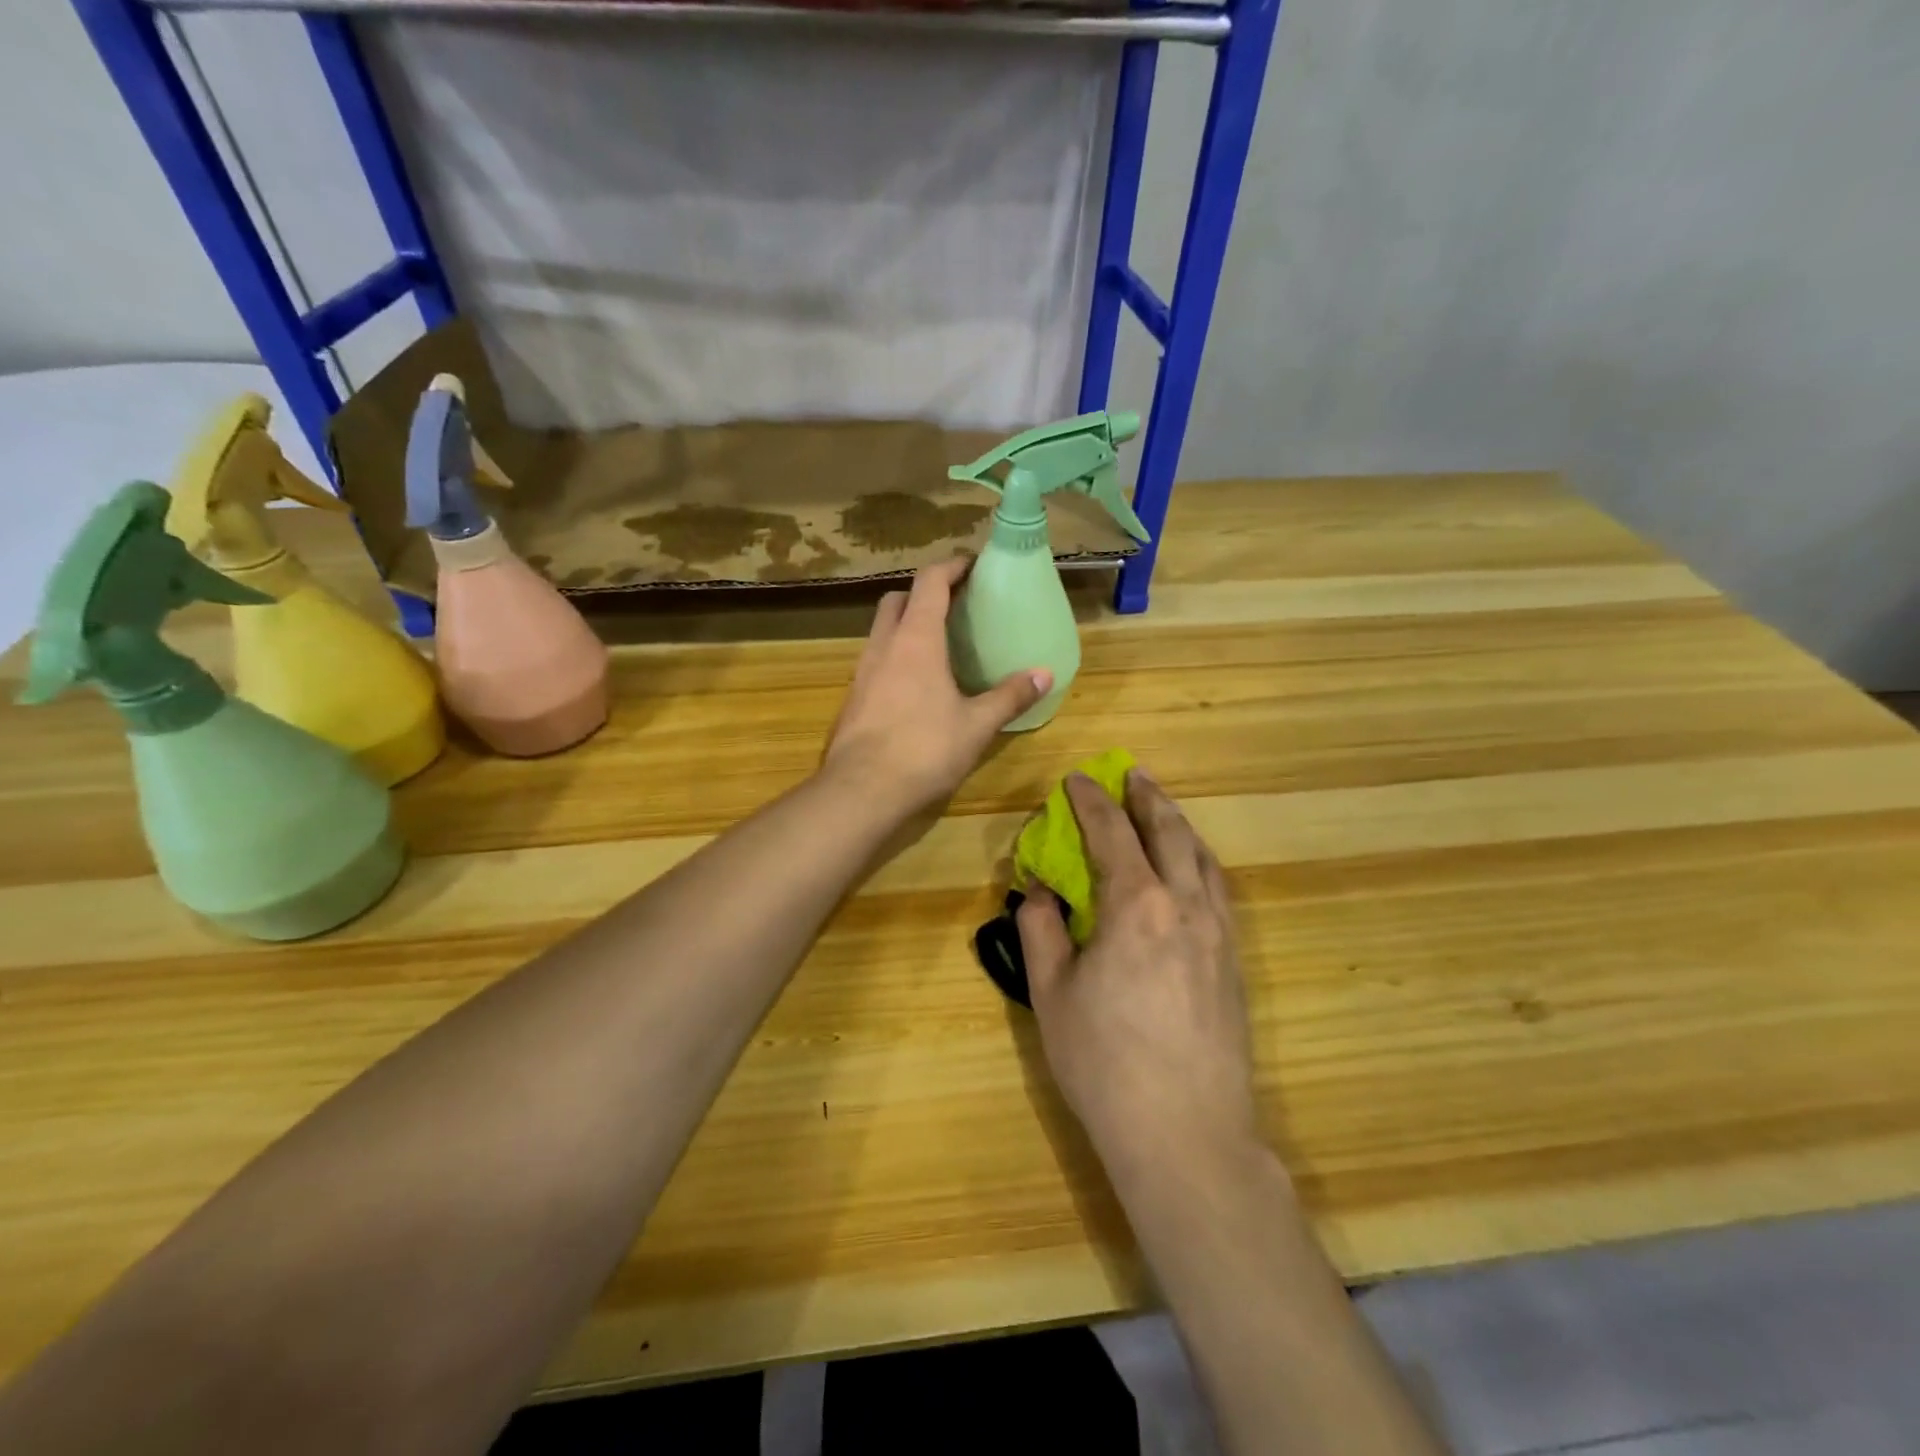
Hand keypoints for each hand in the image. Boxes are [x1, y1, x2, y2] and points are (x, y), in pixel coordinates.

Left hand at [822, 558, 1050, 815]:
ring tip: (937, 645)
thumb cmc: (924, 749)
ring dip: (905, 624)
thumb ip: (1010, 696)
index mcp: (916, 640)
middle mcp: (884, 646)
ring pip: (881, 630)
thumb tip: (1045, 674)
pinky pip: (875, 660)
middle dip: (922, 593)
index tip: (971, 565)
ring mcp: (862, 672)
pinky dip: (895, 656)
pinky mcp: (852, 698)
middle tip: (952, 606)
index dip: (951, 567)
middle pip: (897, 599)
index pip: (930, 583)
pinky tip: (914, 685)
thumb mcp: (977, 725)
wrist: (861, 790)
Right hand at [1018, 768, 1258, 1185]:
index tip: (1077, 780)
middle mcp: (1184, 906)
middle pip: (1170, 832)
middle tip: (1132, 775)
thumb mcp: (1052, 995)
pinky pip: (1218, 890)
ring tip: (1162, 811)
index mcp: (1136, 905)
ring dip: (1179, 825)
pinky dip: (1199, 861)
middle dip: (1148, 798)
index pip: (1112, 833)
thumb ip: (1042, 931)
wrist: (1187, 1134)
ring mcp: (1218, 933)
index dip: (1092, 801)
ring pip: (1203, 858)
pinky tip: (1191, 871)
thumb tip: (1039, 891)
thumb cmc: (1105, 1063)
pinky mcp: (1235, 962)